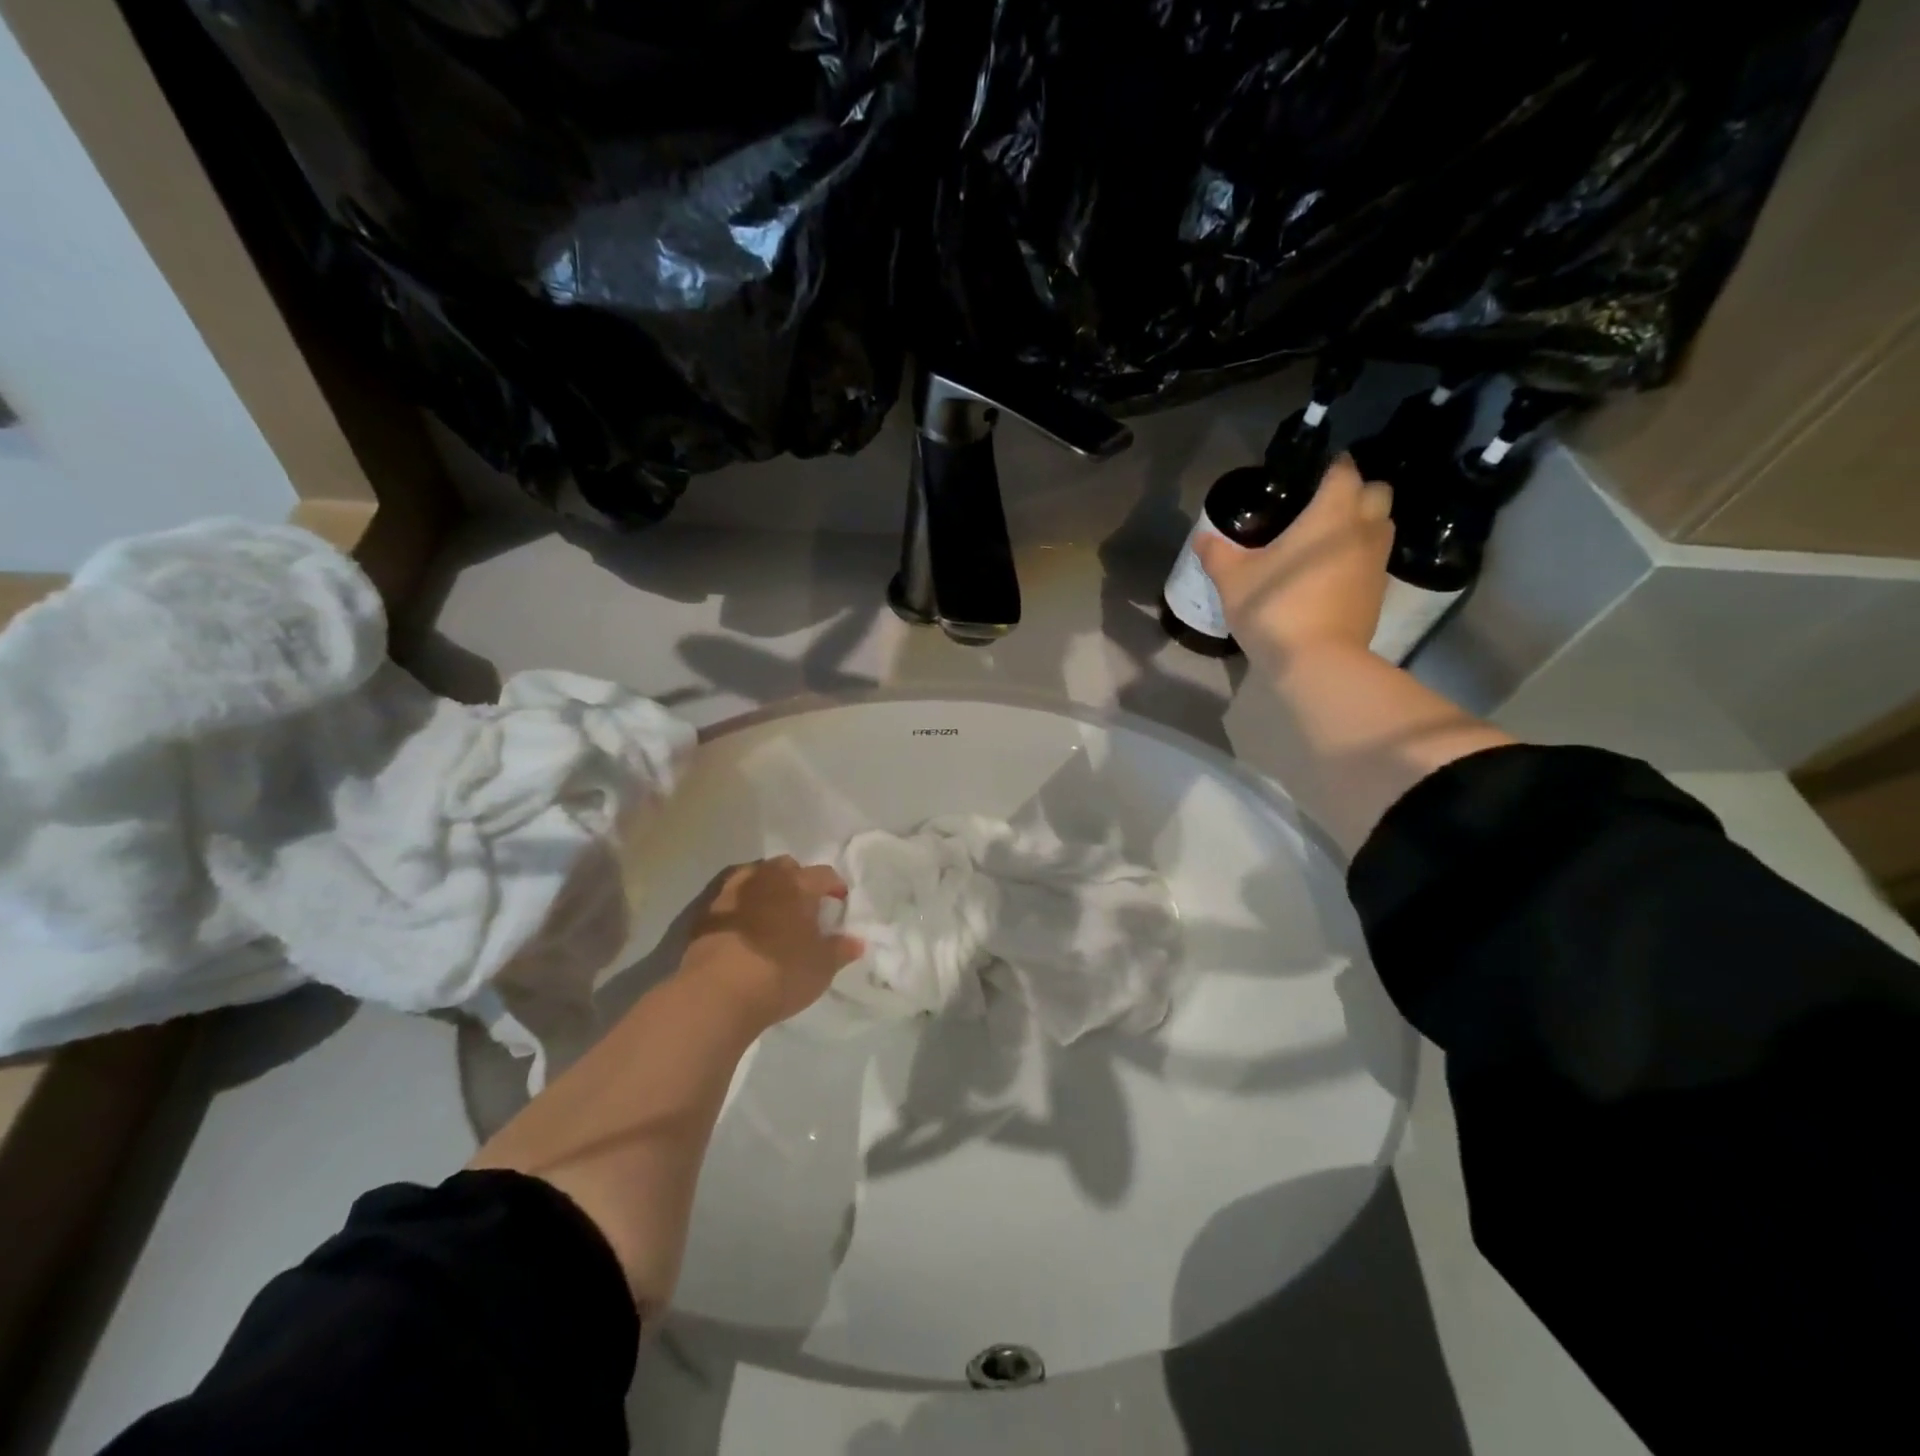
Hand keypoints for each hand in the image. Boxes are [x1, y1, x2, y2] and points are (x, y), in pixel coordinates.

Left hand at [676, 857, 864, 1031]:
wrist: (716, 993)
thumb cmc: (779, 974)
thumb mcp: (821, 967)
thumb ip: (841, 950)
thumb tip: (857, 941)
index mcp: (798, 885)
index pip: (824, 874)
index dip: (835, 886)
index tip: (839, 901)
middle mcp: (765, 878)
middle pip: (786, 867)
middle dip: (798, 879)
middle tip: (804, 904)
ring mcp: (731, 892)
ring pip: (754, 876)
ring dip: (766, 888)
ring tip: (772, 911)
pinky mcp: (705, 911)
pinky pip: (729, 898)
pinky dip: (740, 905)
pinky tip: (743, 925)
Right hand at [1196, 455, 1394, 670]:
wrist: (1317, 662)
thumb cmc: (1275, 608)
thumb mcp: (1233, 580)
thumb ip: (1217, 553)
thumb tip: (1202, 537)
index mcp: (1331, 513)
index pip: (1344, 470)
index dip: (1330, 466)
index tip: (1310, 473)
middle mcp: (1363, 529)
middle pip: (1377, 492)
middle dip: (1356, 491)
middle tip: (1322, 505)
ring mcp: (1376, 563)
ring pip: (1382, 526)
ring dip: (1362, 524)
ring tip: (1327, 539)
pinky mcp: (1378, 593)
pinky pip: (1374, 560)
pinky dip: (1359, 557)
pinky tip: (1331, 572)